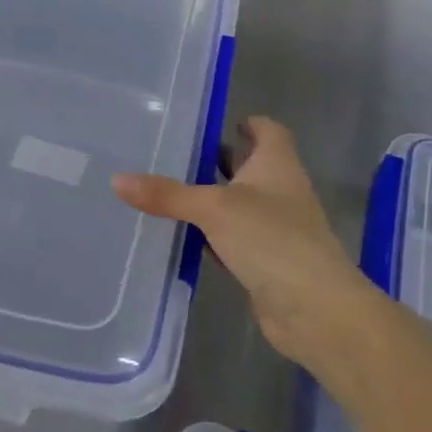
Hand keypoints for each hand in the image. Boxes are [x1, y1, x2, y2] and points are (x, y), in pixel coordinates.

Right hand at [112, 116, 376, 367]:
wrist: (314, 309)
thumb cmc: (271, 239)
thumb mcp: (213, 209)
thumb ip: (167, 194)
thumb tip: (117, 179)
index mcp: (277, 165)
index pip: (268, 131)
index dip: (248, 123)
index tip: (216, 122)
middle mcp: (280, 191)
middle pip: (251, 166)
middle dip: (220, 160)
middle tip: (177, 154)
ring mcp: (276, 228)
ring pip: (239, 204)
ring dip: (213, 198)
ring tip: (170, 190)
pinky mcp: (267, 261)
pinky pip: (234, 238)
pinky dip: (213, 235)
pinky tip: (184, 235)